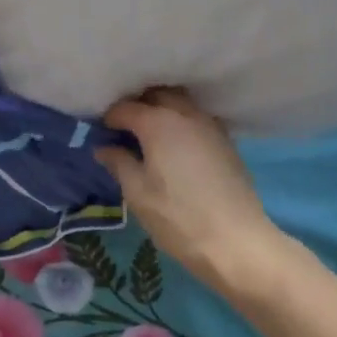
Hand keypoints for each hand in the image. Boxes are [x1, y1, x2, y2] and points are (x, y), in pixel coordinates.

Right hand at [97, 88, 276, 293]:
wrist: (236, 241)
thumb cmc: (178, 218)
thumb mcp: (137, 193)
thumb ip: (119, 164)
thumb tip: (104, 148)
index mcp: (159, 123)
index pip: (126, 108)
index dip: (109, 117)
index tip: (100, 131)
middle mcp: (186, 114)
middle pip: (157, 95)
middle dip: (138, 104)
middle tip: (123, 127)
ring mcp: (210, 126)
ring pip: (181, 103)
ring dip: (162, 109)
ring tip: (147, 133)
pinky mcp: (226, 141)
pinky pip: (197, 118)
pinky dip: (181, 121)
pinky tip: (175, 144)